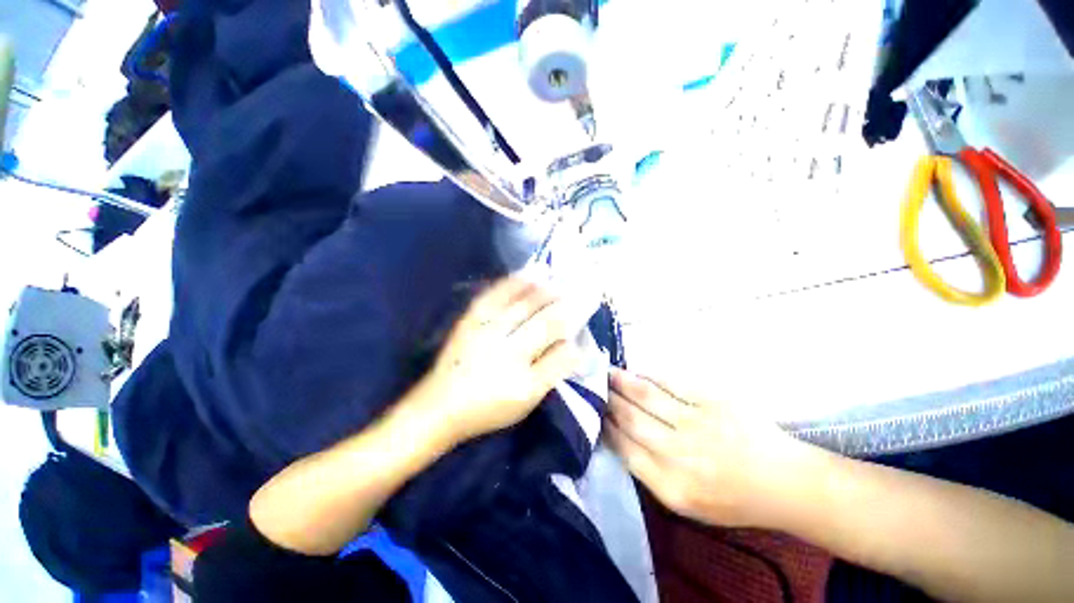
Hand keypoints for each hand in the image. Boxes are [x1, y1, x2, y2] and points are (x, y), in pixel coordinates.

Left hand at [420, 276, 582, 442]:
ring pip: (520, 302)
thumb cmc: (488, 407)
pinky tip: (525, 274)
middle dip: (562, 301)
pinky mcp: (470, 319)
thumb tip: (575, 347)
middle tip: (576, 289)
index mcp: (520, 369)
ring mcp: (485, 328)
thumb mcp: (526, 399)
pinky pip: (494, 295)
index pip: (555, 340)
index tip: (585, 309)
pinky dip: (512, 282)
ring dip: (541, 288)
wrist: (440, 406)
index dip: (572, 321)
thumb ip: (552, 372)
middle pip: (541, 317)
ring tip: (555, 276)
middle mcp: (504, 344)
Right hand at [605, 368, 820, 527]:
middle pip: (631, 419)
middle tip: (595, 386)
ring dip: (623, 383)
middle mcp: (680, 454)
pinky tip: (639, 372)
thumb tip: (619, 437)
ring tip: (608, 373)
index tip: (595, 413)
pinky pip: (672, 383)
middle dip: (609, 400)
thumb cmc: (732, 498)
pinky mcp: (714, 401)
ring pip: (647, 397)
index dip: (605, 427)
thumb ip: (650, 473)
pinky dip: (650, 377)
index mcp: (672, 486)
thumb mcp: (686, 503)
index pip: (624, 449)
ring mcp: (698, 423)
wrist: (784, 482)